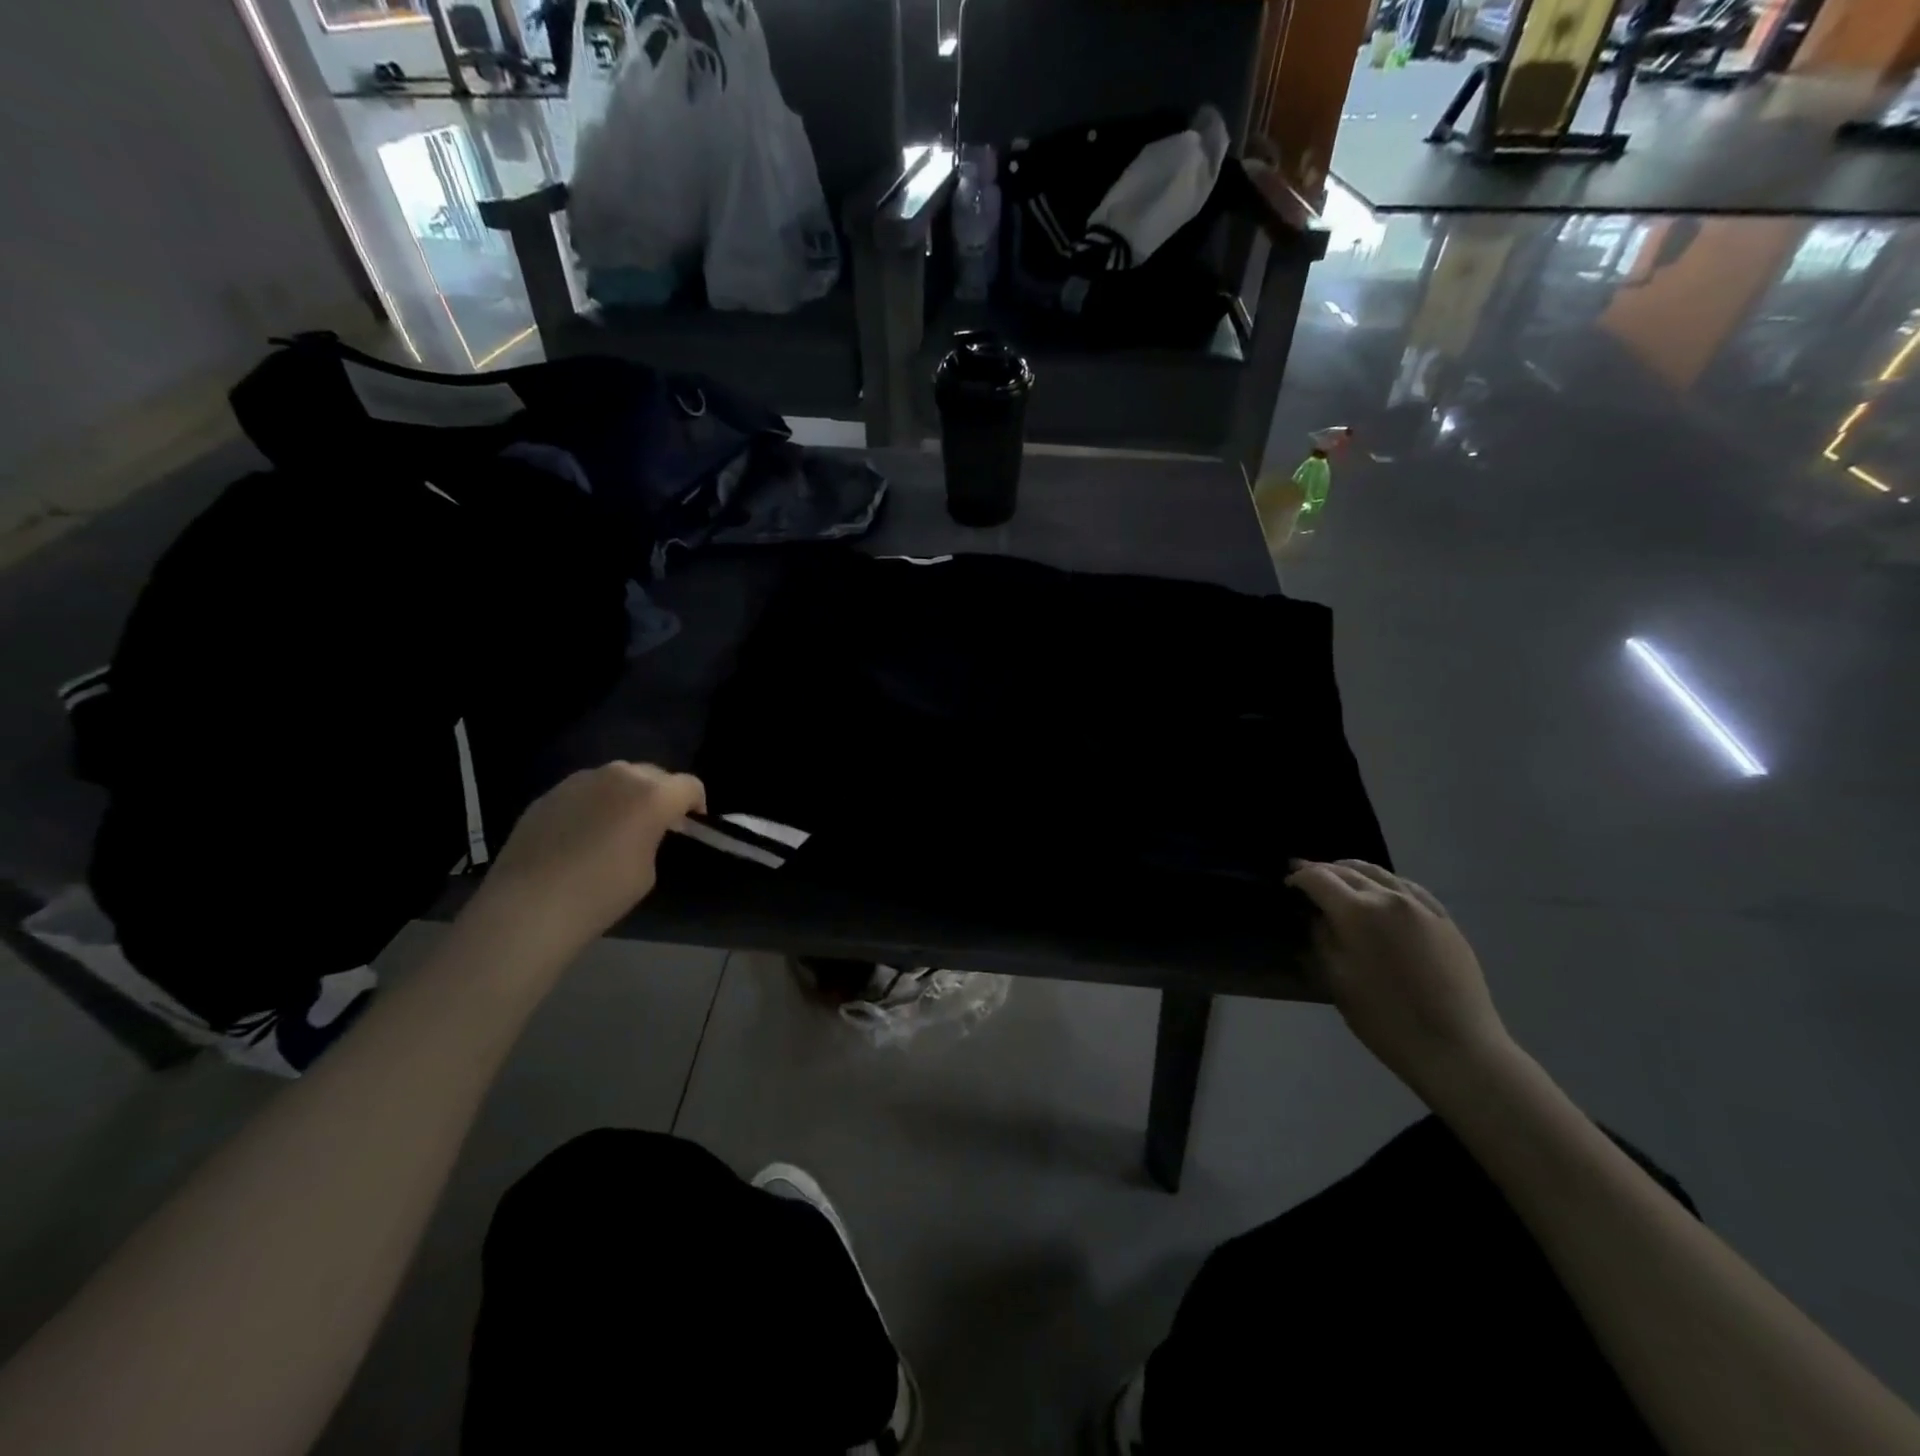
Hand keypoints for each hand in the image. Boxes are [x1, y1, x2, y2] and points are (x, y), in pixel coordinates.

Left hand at [471, 762, 705, 957]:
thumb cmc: (600, 894)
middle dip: (660, 795)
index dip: (695, 804)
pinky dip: (593, 804)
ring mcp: (579, 781)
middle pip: (653, 774)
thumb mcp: (647, 870)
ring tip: (616, 827)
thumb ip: (653, 838)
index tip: (690, 826)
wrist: (528, 907)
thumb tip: (644, 830)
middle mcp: (618, 776)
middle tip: (655, 825)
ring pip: (616, 778)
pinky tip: (580, 835)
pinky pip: (584, 791)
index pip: (689, 785)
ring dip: (625, 795)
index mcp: (652, 795)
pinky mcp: (549, 793)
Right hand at [1286, 859, 1514, 1093]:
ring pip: (1379, 872)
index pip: (1318, 878)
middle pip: (1347, 870)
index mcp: (1357, 912)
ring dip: (1352, 870)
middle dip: (1322, 870)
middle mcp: (1388, 897)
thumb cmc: (1384, 1018)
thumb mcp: (1337, 978)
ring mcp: (1420, 905)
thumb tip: (1316, 915)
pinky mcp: (1443, 919)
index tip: (1287, 885)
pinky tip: (1380, 889)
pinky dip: (1384, 881)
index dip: (1298, 878)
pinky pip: (1407, 886)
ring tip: (1338, 876)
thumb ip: (1322, 937)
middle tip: (1304, 875)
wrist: (1456, 1047)